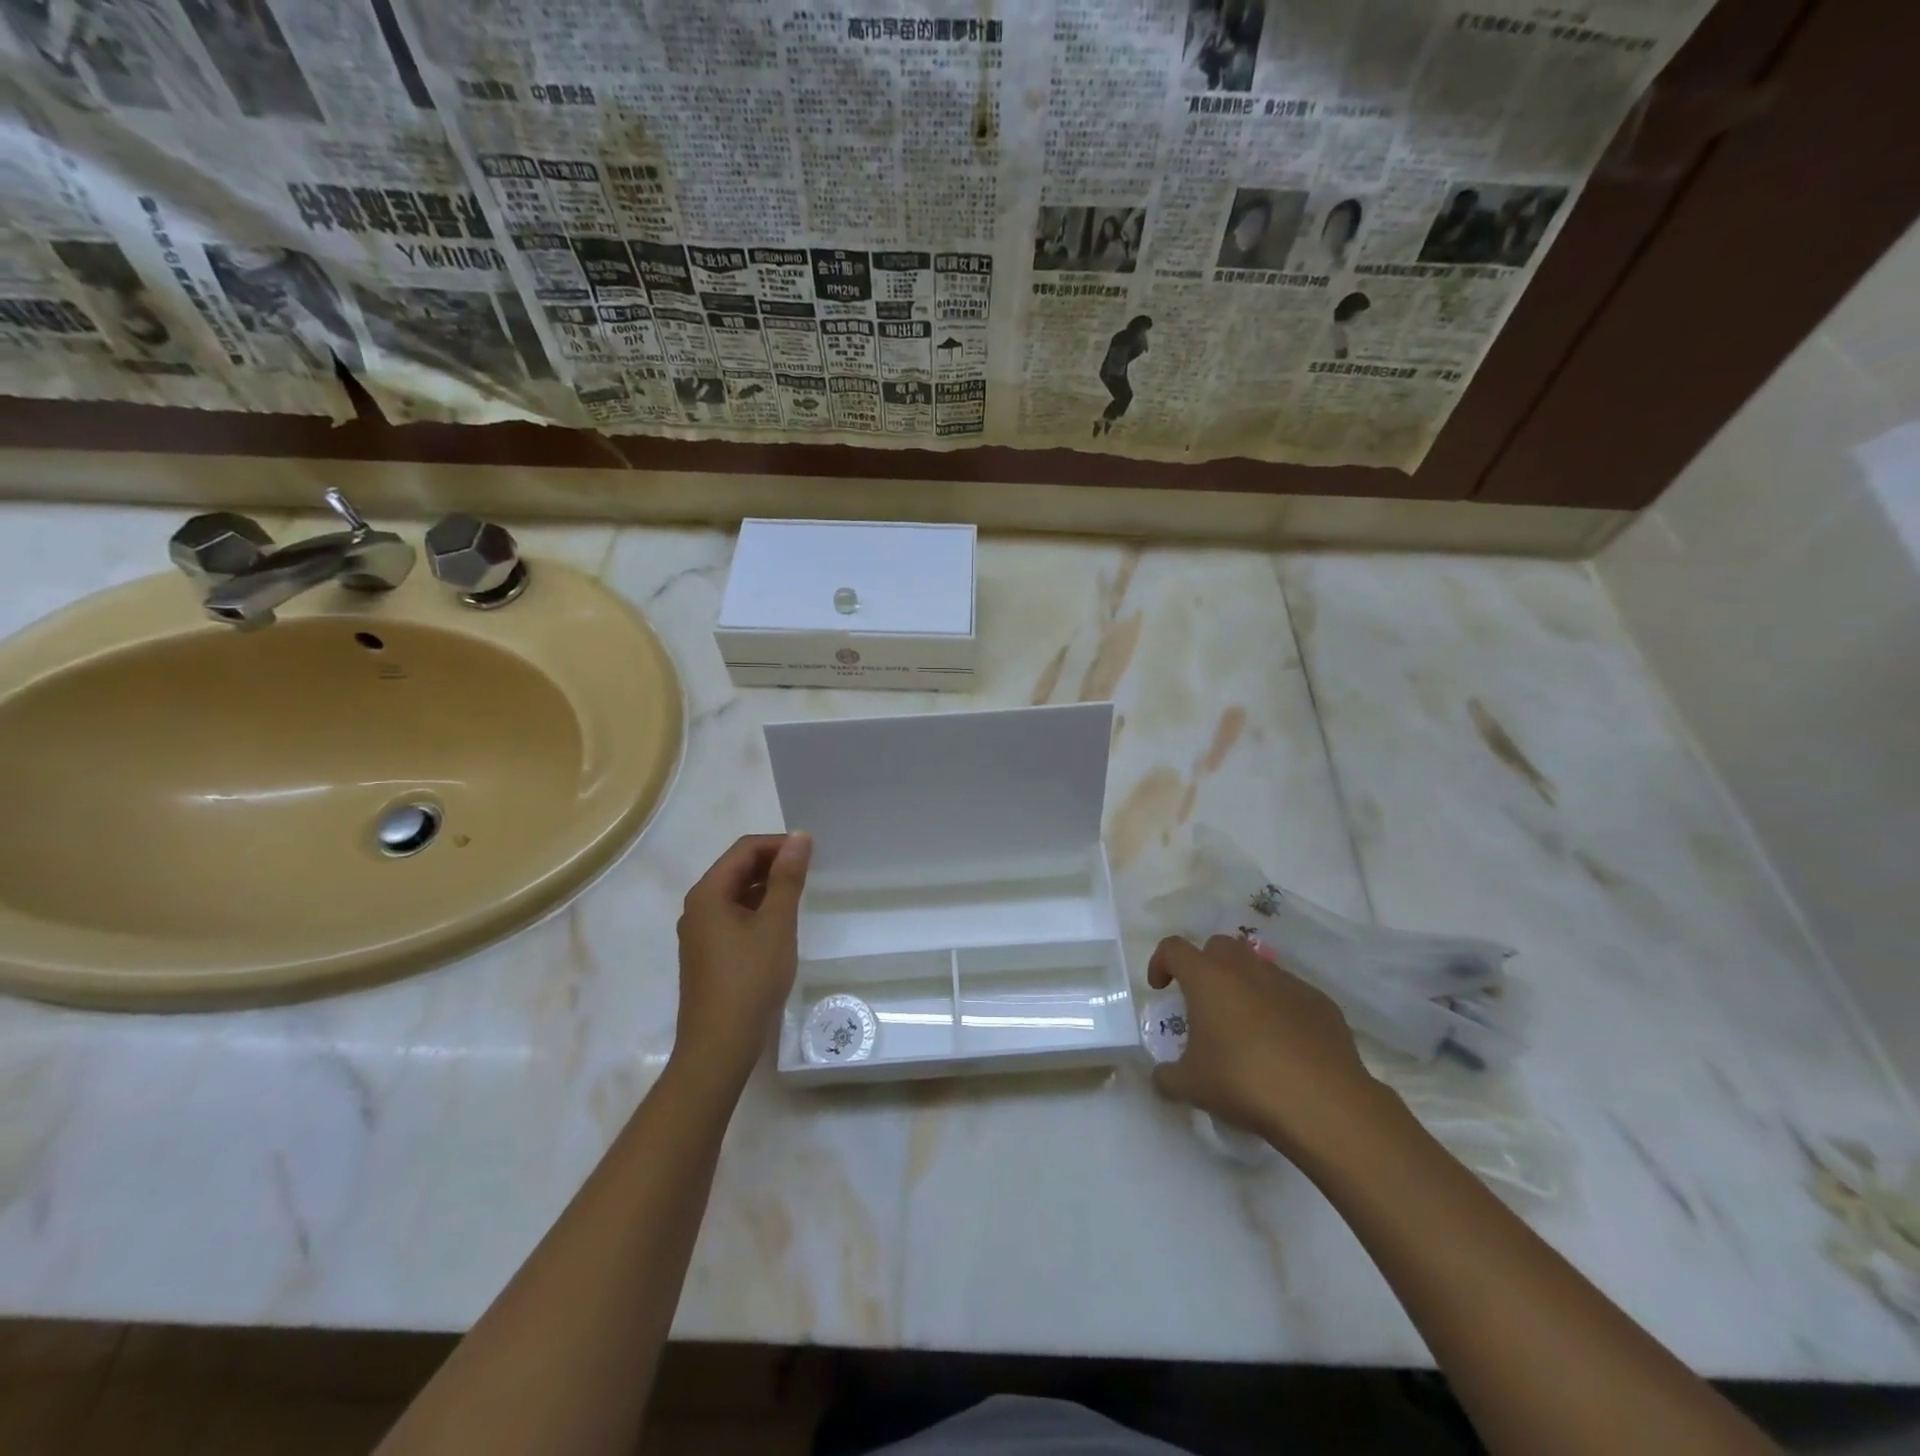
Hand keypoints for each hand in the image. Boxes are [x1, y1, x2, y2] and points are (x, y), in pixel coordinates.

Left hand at [673, 833, 811, 1092]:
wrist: (719, 1046)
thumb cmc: (749, 979)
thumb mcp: (776, 924)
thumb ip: (788, 878)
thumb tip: (800, 837)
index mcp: (708, 893)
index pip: (744, 849)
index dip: (779, 844)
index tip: (813, 853)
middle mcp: (698, 907)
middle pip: (737, 868)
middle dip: (773, 864)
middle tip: (811, 873)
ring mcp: (700, 933)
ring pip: (736, 894)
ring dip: (767, 888)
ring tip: (800, 897)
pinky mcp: (707, 955)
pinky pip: (734, 917)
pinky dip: (758, 911)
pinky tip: (780, 927)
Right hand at [1146, 934, 1391, 1160]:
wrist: (1324, 1103)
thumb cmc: (1244, 1083)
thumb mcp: (1191, 1086)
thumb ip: (1167, 1076)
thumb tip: (1163, 1076)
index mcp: (1207, 978)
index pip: (1173, 948)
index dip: (1161, 963)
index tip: (1161, 988)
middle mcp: (1245, 968)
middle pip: (1217, 946)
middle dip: (1205, 966)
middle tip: (1204, 1003)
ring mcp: (1287, 981)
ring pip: (1256, 967)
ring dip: (1243, 986)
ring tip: (1245, 1027)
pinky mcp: (1320, 1002)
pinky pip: (1290, 994)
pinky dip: (1278, 1008)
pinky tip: (1284, 1046)